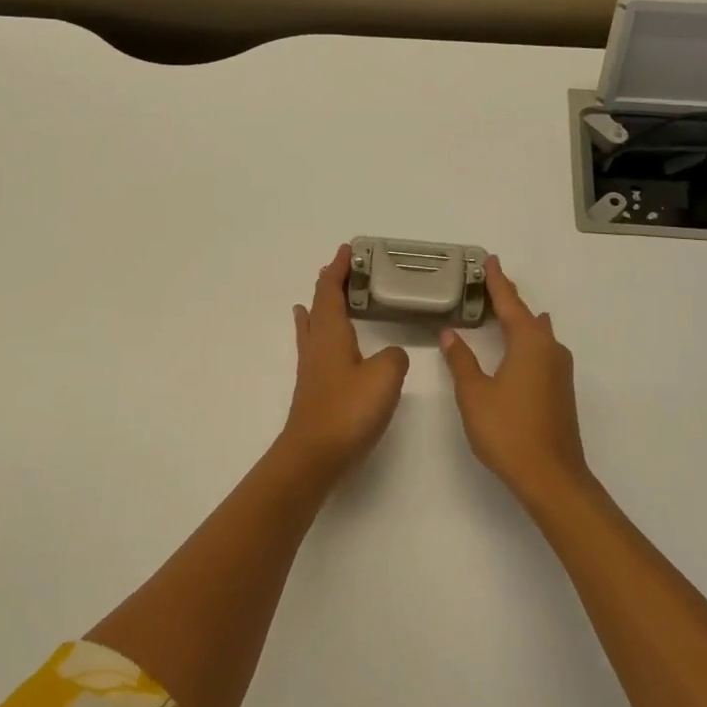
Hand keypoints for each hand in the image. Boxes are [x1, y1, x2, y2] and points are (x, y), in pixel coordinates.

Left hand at [278, 245, 410, 479]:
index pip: (330, 291)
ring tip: (322, 296)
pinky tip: (323, 343)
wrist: (314, 456)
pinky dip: (319, 332)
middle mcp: (317, 345)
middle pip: (319, 305)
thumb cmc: (347, 411)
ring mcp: (312, 368)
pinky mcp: (315, 389)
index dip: (338, 270)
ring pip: (314, 325)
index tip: (347, 251)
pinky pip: (316, 346)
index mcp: (331, 334)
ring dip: (321, 307)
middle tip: (345, 270)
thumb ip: (394, 358)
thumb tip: (392, 354)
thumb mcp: (384, 377)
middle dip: (330, 284)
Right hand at [439, 257, 589, 509]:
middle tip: (488, 284)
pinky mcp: (561, 390)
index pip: (510, 303)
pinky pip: (541, 351)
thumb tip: (451, 333)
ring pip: (538, 334)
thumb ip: (461, 360)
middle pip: (527, 315)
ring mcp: (560, 371)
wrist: (551, 477)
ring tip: (499, 312)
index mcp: (530, 343)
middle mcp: (550, 349)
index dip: (497, 282)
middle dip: (508, 300)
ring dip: (519, 321)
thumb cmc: (508, 430)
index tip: (489, 260)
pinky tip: (515, 347)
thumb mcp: (474, 394)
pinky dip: (525, 340)